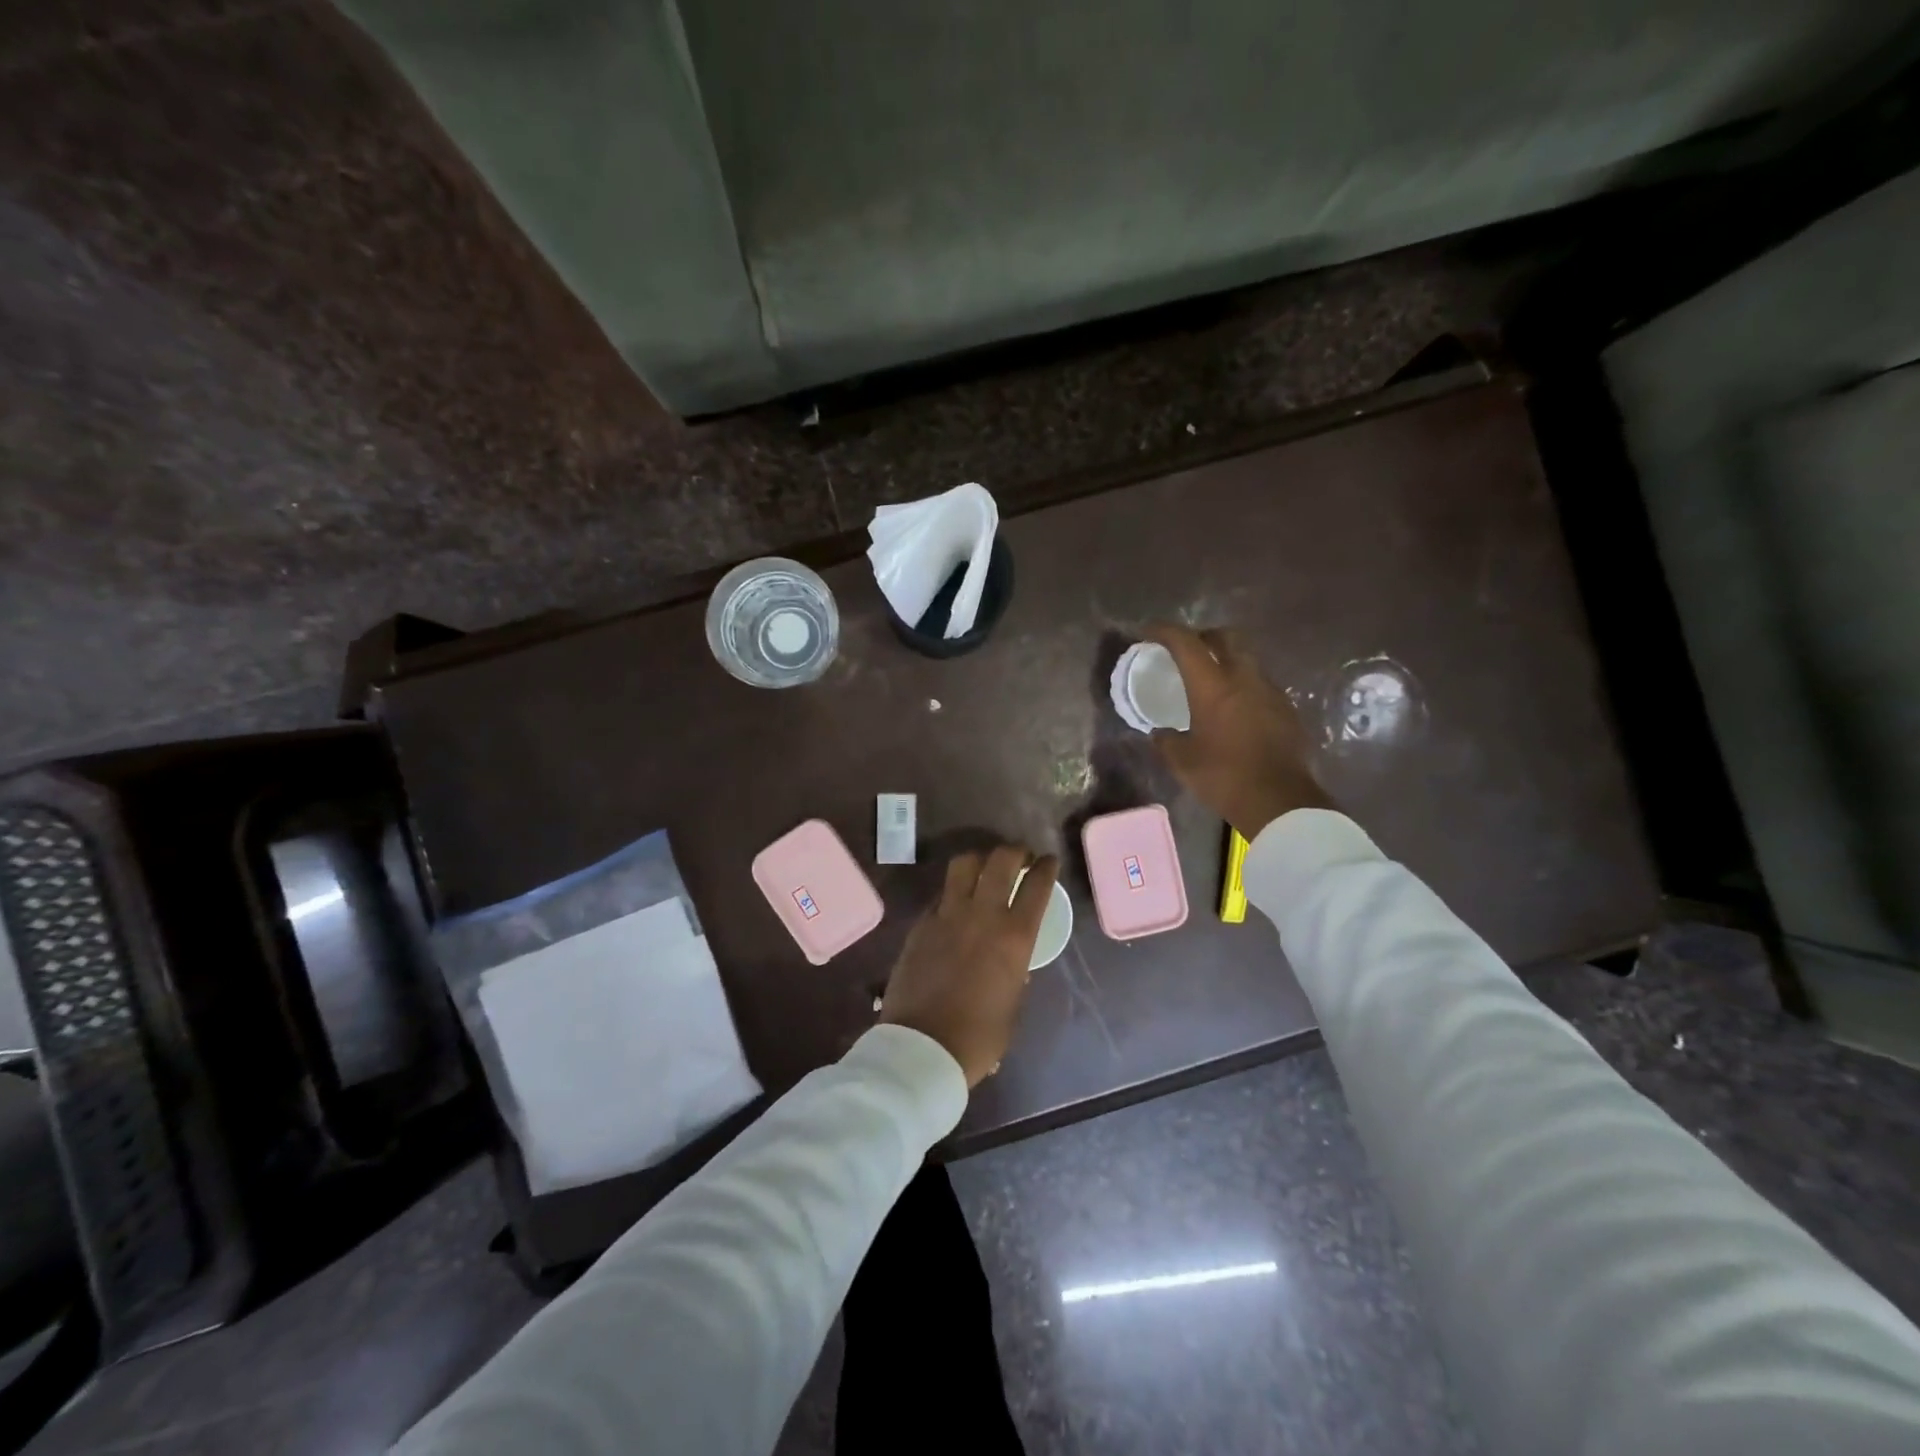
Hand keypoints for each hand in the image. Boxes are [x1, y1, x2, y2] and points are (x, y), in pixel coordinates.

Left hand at [879, 845, 1059, 1086]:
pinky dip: (953, 891)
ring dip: (979, 859)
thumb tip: (1012, 962)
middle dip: (1015, 851)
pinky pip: (940, 894)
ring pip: (964, 865)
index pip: (1037, 885)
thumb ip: (1015, 971)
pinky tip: (955, 903)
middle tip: (1019, 856)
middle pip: (1001, 860)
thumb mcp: (1013, 1004)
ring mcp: (948, 914)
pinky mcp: (921, 923)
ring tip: (984, 868)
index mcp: (1015, 936)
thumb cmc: (978, 1037)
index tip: (1048, 861)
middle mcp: (983, 914)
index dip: (1046, 867)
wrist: (922, 1046)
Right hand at [1144, 622, 1331, 838]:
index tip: (1149, 631)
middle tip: (1188, 650)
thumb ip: (1166, 740)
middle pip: (1225, 637)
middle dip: (1204, 636)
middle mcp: (1244, 678)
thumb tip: (1160, 732)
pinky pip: (1261, 683)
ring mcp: (1270, 691)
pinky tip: (1235, 707)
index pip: (1186, 643)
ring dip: (1227, 660)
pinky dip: (1244, 684)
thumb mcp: (1182, 761)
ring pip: (1247, 658)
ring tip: (1212, 679)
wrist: (1279, 801)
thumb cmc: (1223, 777)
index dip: (1165, 631)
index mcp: (1213, 686)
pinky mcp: (1287, 708)